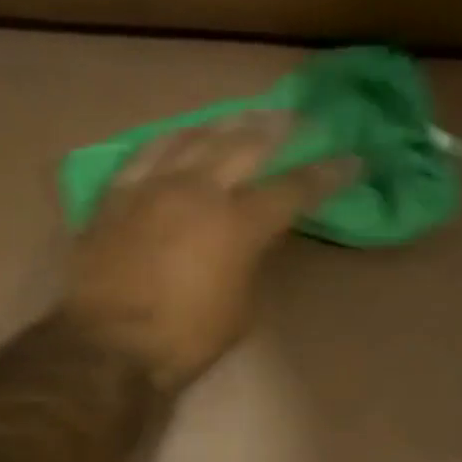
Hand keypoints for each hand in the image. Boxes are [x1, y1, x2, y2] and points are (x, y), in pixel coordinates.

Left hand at [63, 114, 353, 390]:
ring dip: (226, 123)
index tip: (353, 158)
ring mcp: (153, 186)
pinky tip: (181, 134)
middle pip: (246, 144)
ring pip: (195, 136)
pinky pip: (146, 152)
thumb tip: (249, 243)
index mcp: (238, 224)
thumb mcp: (239, 310)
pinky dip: (171, 139)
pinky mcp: (116, 195)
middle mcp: (199, 190)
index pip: (294, 188)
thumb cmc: (183, 340)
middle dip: (280, 129)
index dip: (328, 173)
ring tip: (245, 116)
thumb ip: (250, 265)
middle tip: (299, 119)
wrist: (108, 345)